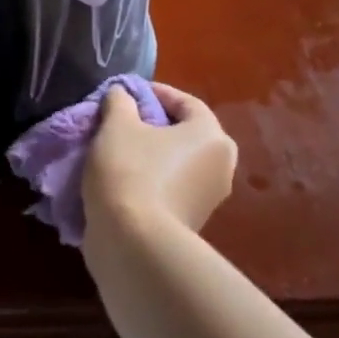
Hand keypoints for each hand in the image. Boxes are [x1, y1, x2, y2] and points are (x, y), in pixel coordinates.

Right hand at [84, 84, 237, 234]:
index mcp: (212, 136)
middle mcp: (221, 166)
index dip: (154, 93)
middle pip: (184, 133)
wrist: (134, 245)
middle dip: (154, 125)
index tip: (125, 94)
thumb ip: (120, 101)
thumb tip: (123, 94)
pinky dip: (152, 180)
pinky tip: (123, 180)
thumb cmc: (131, 171)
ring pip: (177, 162)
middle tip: (123, 122)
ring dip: (151, 154)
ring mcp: (209, 199)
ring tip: (118, 151)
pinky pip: (172, 188)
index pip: (186, 102)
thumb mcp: (117, 125)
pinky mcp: (193, 224)